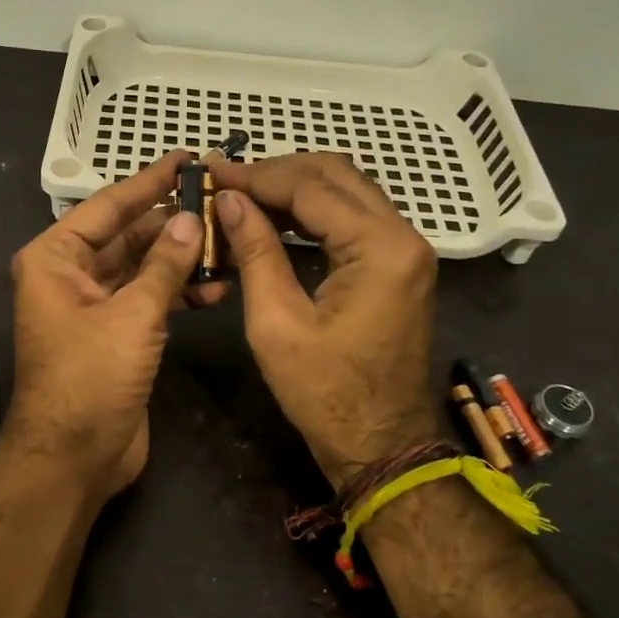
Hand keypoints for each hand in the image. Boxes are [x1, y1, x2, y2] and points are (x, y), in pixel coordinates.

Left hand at [1, 152, 228, 505]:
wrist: (73, 460)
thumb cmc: (90, 378)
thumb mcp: (132, 316)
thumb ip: (165, 265)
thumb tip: (190, 220)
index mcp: (56, 259)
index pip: (109, 207)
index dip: (149, 182)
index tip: (186, 159)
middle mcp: (70, 276)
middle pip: (129, 236)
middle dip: (174, 225)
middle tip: (222, 206)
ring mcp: (95, 307)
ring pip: (144, 268)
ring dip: (182, 261)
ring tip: (229, 249)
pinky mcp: (117, 335)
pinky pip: (150, 299)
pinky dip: (179, 292)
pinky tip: (216, 288)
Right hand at [209, 153, 443, 486]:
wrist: (380, 445)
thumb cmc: (325, 394)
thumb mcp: (277, 324)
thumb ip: (255, 252)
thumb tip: (229, 201)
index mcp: (381, 248)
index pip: (312, 187)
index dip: (257, 176)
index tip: (212, 172)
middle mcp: (403, 236)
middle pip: (336, 175)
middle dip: (277, 172)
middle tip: (227, 183)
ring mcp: (406, 249)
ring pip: (347, 190)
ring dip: (295, 187)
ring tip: (243, 196)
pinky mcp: (399, 265)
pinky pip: (354, 217)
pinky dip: (314, 211)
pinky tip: (275, 218)